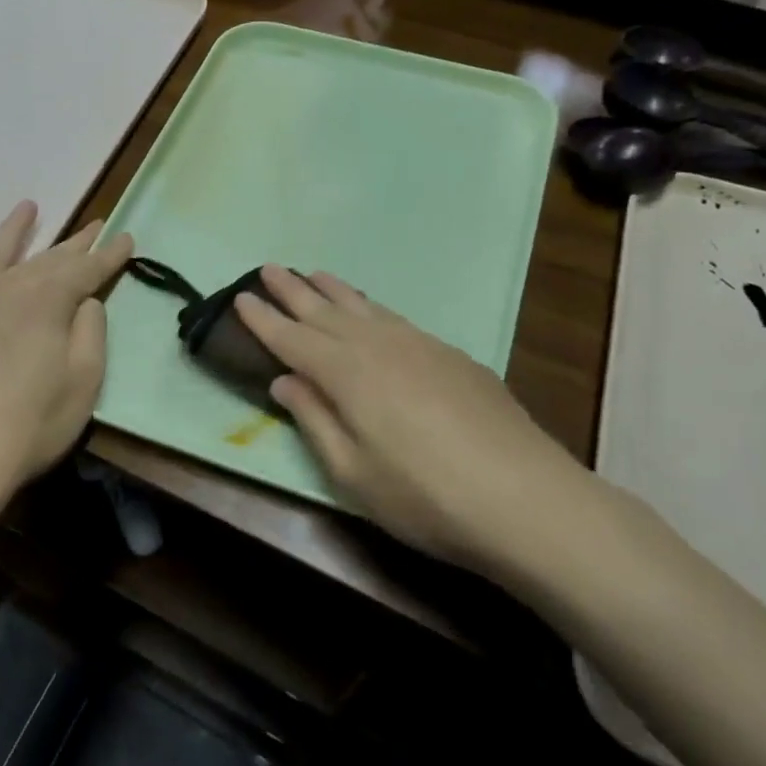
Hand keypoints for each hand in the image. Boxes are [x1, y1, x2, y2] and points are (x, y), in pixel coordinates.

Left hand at [0, 202, 131, 499]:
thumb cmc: (30, 425)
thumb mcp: (84, 382)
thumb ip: (91, 331)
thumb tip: (85, 300)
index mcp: (48, 300)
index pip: (87, 269)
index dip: (110, 255)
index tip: (127, 239)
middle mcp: (6, 285)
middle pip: (47, 257)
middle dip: (75, 242)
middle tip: (94, 225)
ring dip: (16, 229)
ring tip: (29, 207)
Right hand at [235, 266, 601, 573]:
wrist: (524, 497)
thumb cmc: (424, 496)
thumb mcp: (353, 473)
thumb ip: (315, 420)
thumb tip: (284, 381)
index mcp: (348, 374)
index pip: (293, 339)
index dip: (264, 320)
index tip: (240, 298)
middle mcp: (380, 347)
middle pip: (326, 312)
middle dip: (293, 291)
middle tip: (267, 268)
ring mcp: (421, 346)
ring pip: (365, 308)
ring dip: (334, 290)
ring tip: (313, 274)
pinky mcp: (452, 356)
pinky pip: (397, 319)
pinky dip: (373, 308)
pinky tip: (372, 312)